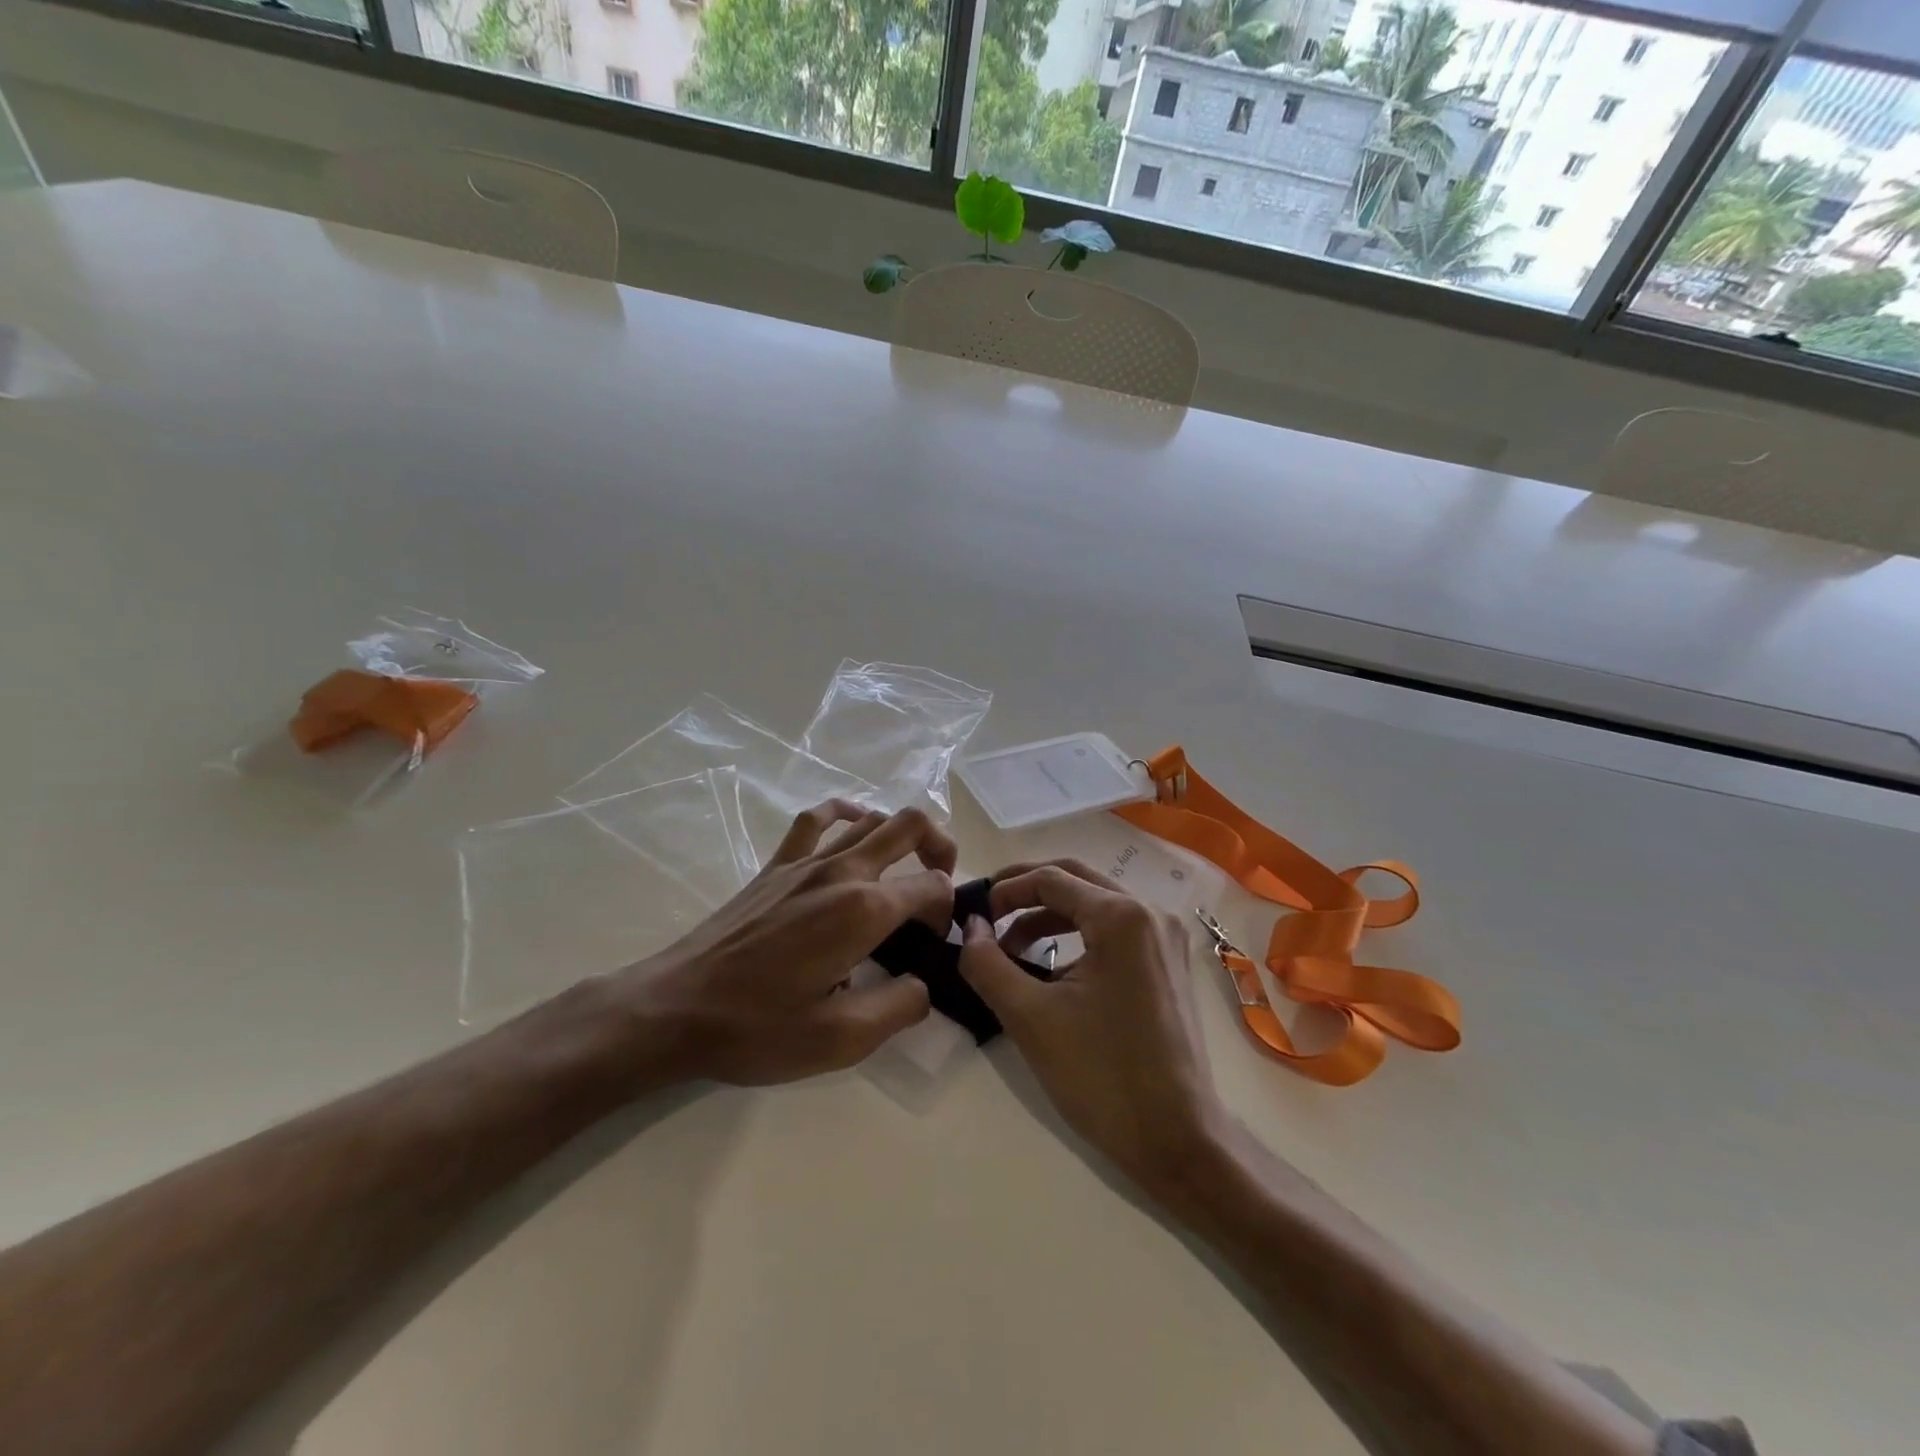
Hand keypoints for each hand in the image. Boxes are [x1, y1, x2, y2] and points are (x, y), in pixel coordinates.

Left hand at [614, 801, 950, 1085]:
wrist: (676, 1008)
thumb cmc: (758, 1027)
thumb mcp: (841, 1040)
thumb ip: (900, 1008)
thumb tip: (922, 985)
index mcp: (862, 910)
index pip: (931, 886)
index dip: (946, 911)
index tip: (932, 944)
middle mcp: (840, 871)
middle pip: (910, 825)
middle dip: (940, 847)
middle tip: (941, 884)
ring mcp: (805, 861)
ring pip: (869, 818)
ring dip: (900, 834)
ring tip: (905, 867)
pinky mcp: (776, 865)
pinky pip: (817, 819)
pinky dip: (845, 813)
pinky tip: (852, 827)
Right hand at [958, 860, 1225, 1193]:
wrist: (1178, 1140)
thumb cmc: (1101, 1076)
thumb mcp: (1030, 1017)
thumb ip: (988, 963)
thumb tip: (970, 926)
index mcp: (1123, 916)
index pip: (1051, 878)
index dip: (1005, 891)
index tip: (974, 917)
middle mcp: (1151, 912)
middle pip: (1076, 879)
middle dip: (1026, 891)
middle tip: (987, 912)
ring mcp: (1165, 936)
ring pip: (1096, 902)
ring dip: (1050, 915)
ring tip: (1011, 948)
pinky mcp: (1168, 961)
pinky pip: (1115, 928)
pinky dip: (1078, 934)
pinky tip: (1051, 966)